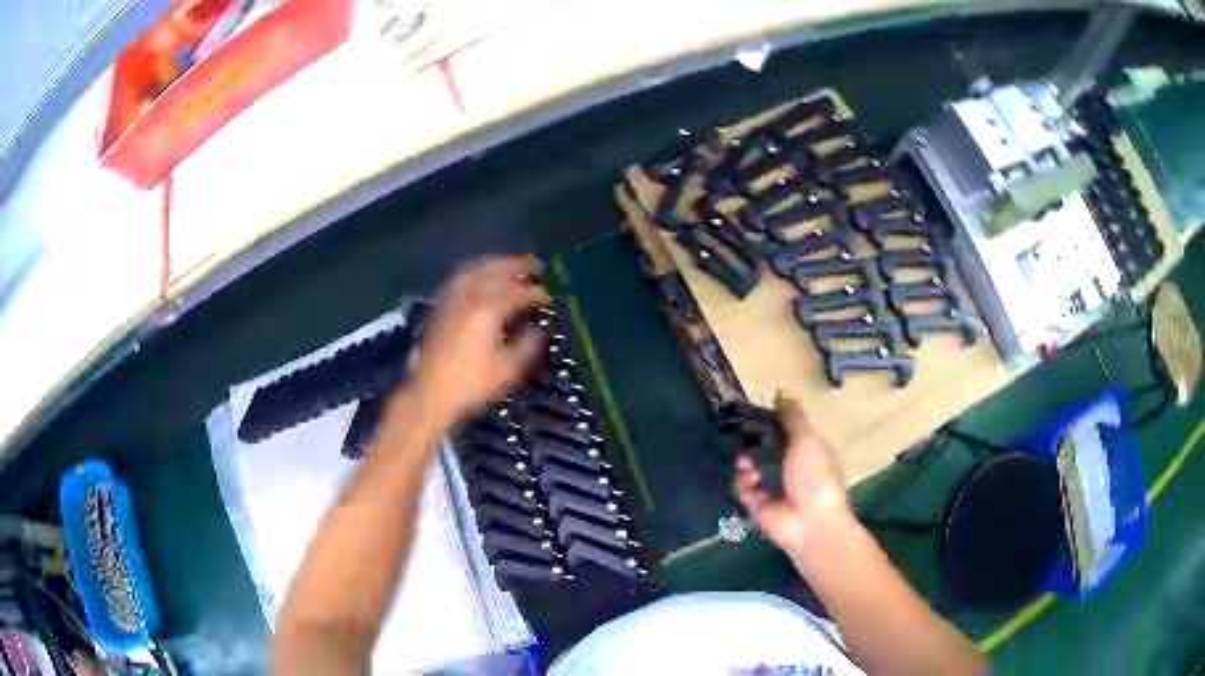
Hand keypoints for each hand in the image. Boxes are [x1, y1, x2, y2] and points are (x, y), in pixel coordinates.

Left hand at [414, 256, 549, 424]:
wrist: (431, 392)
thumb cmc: (472, 383)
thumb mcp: (508, 370)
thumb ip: (527, 346)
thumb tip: (538, 330)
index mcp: (488, 310)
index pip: (518, 292)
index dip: (536, 293)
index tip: (549, 298)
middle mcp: (469, 297)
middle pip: (495, 270)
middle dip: (517, 265)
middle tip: (535, 265)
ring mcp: (452, 299)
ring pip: (475, 269)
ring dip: (495, 263)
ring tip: (509, 265)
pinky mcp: (440, 307)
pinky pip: (459, 278)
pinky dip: (474, 272)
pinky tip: (479, 277)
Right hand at [733, 394, 850, 551]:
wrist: (809, 521)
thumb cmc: (815, 476)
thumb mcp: (808, 439)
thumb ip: (793, 418)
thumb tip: (780, 393)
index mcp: (808, 452)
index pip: (786, 431)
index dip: (772, 422)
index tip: (755, 412)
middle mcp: (790, 469)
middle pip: (766, 449)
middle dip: (753, 442)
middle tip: (742, 435)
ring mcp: (773, 489)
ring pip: (751, 467)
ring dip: (746, 461)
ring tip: (746, 464)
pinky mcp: (757, 506)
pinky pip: (742, 488)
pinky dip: (744, 482)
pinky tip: (750, 481)